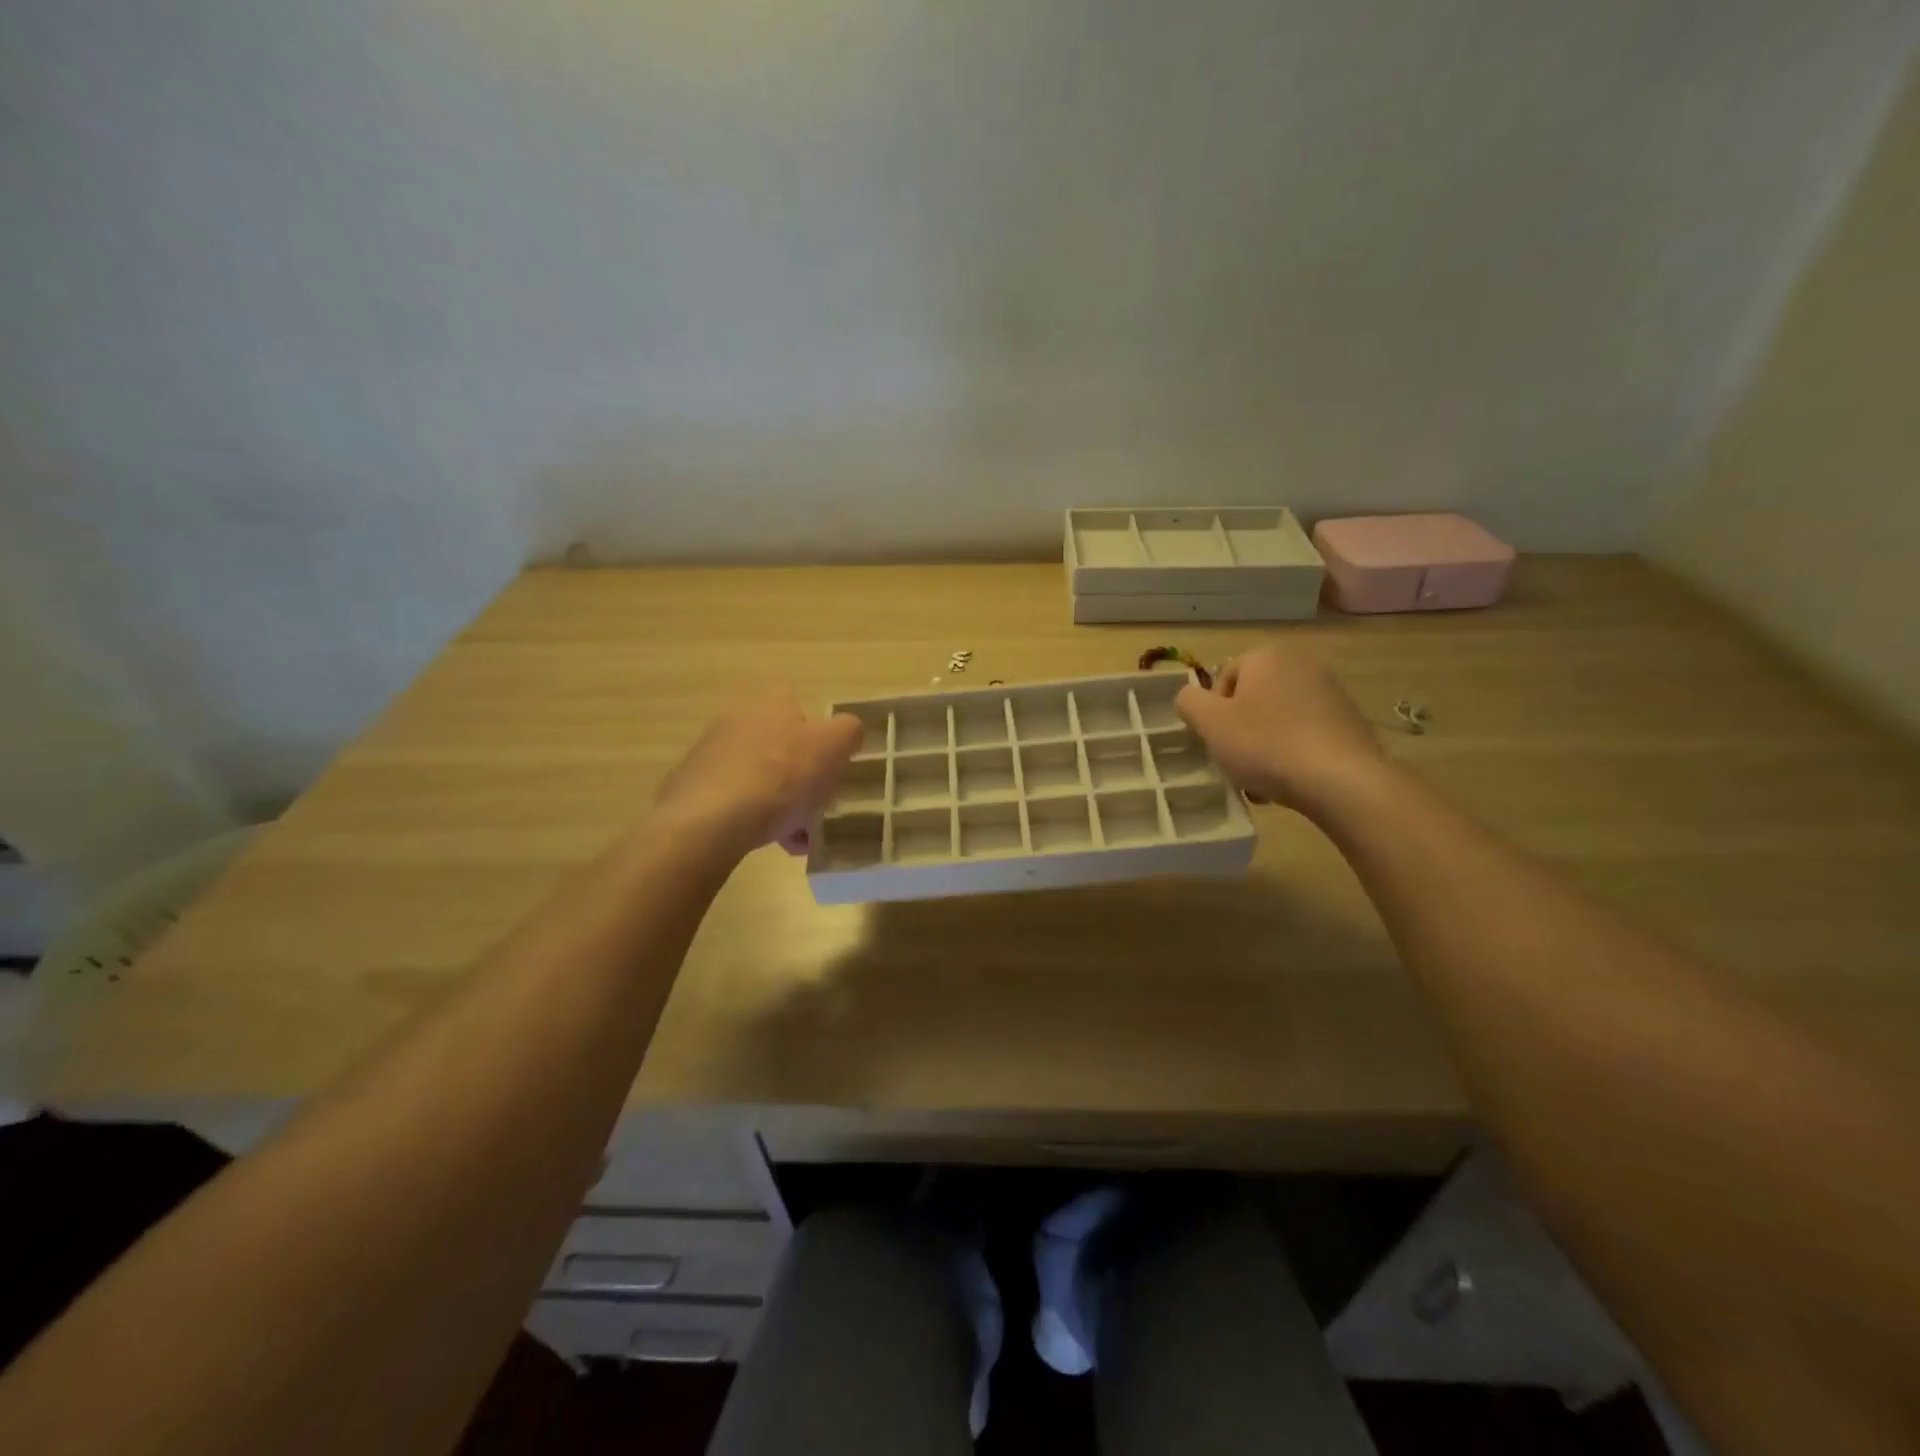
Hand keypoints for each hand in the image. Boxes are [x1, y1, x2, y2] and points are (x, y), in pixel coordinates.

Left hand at [654, 688, 864, 856]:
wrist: (709, 821)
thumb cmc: (781, 775)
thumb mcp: (834, 747)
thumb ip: (848, 732)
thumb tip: (847, 731)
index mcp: (770, 703)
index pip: (797, 704)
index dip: (817, 732)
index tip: (828, 762)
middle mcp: (736, 721)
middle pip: (779, 746)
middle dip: (801, 777)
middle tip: (818, 806)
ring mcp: (709, 756)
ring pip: (759, 778)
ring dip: (781, 804)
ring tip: (799, 838)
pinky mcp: (692, 791)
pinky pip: (735, 803)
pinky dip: (755, 821)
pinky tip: (772, 845)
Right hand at [1175, 643, 1387, 816]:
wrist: (1342, 780)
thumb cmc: (1266, 745)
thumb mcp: (1209, 723)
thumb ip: (1188, 701)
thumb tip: (1190, 697)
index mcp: (1266, 656)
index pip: (1222, 680)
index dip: (1213, 714)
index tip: (1219, 742)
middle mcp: (1301, 663)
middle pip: (1251, 700)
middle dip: (1239, 732)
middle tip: (1236, 764)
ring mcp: (1330, 691)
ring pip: (1277, 720)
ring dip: (1262, 747)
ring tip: (1262, 781)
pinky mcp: (1349, 720)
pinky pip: (1304, 734)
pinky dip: (1291, 753)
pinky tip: (1289, 780)